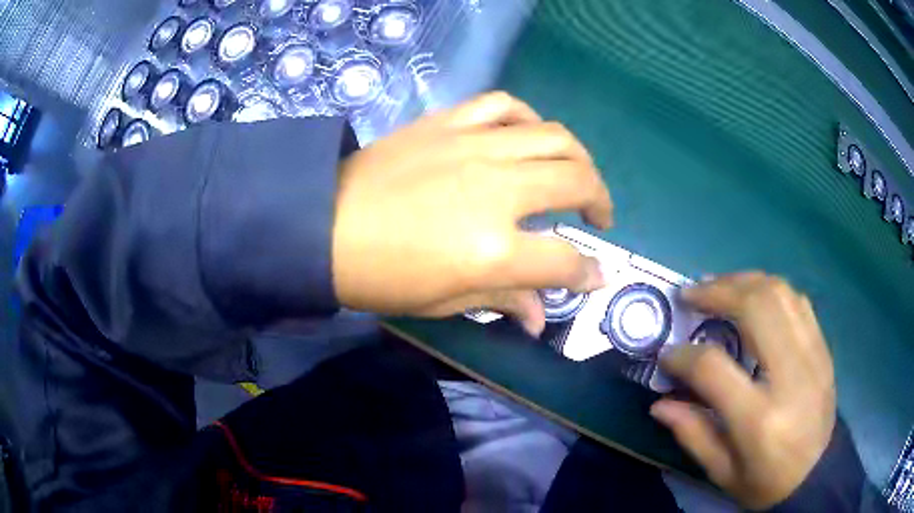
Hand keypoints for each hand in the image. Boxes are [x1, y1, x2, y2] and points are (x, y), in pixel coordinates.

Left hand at [332, 92, 612, 333]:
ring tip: (575, 173)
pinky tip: (528, 135)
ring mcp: (473, 147)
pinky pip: (504, 105)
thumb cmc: (379, 275)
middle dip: (600, 200)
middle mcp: (496, 189)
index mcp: (493, 250)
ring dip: (577, 156)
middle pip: (577, 181)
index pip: (565, 260)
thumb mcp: (443, 301)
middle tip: (596, 216)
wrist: (322, 225)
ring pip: (554, 136)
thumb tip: (540, 319)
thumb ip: (502, 301)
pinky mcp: (449, 123)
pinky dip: (528, 117)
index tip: (596, 274)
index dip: (588, 272)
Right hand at [650, 273, 835, 509]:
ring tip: (718, 288)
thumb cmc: (766, 481)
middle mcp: (791, 376)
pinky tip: (753, 298)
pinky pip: (797, 301)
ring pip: (779, 293)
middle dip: (717, 292)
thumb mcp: (722, 473)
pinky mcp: (823, 347)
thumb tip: (659, 403)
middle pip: (756, 308)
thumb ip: (692, 434)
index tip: (668, 355)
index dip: (683, 356)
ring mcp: (813, 355)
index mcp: (760, 419)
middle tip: (691, 294)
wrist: (817, 472)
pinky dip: (770, 290)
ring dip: (743, 281)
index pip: (714, 368)